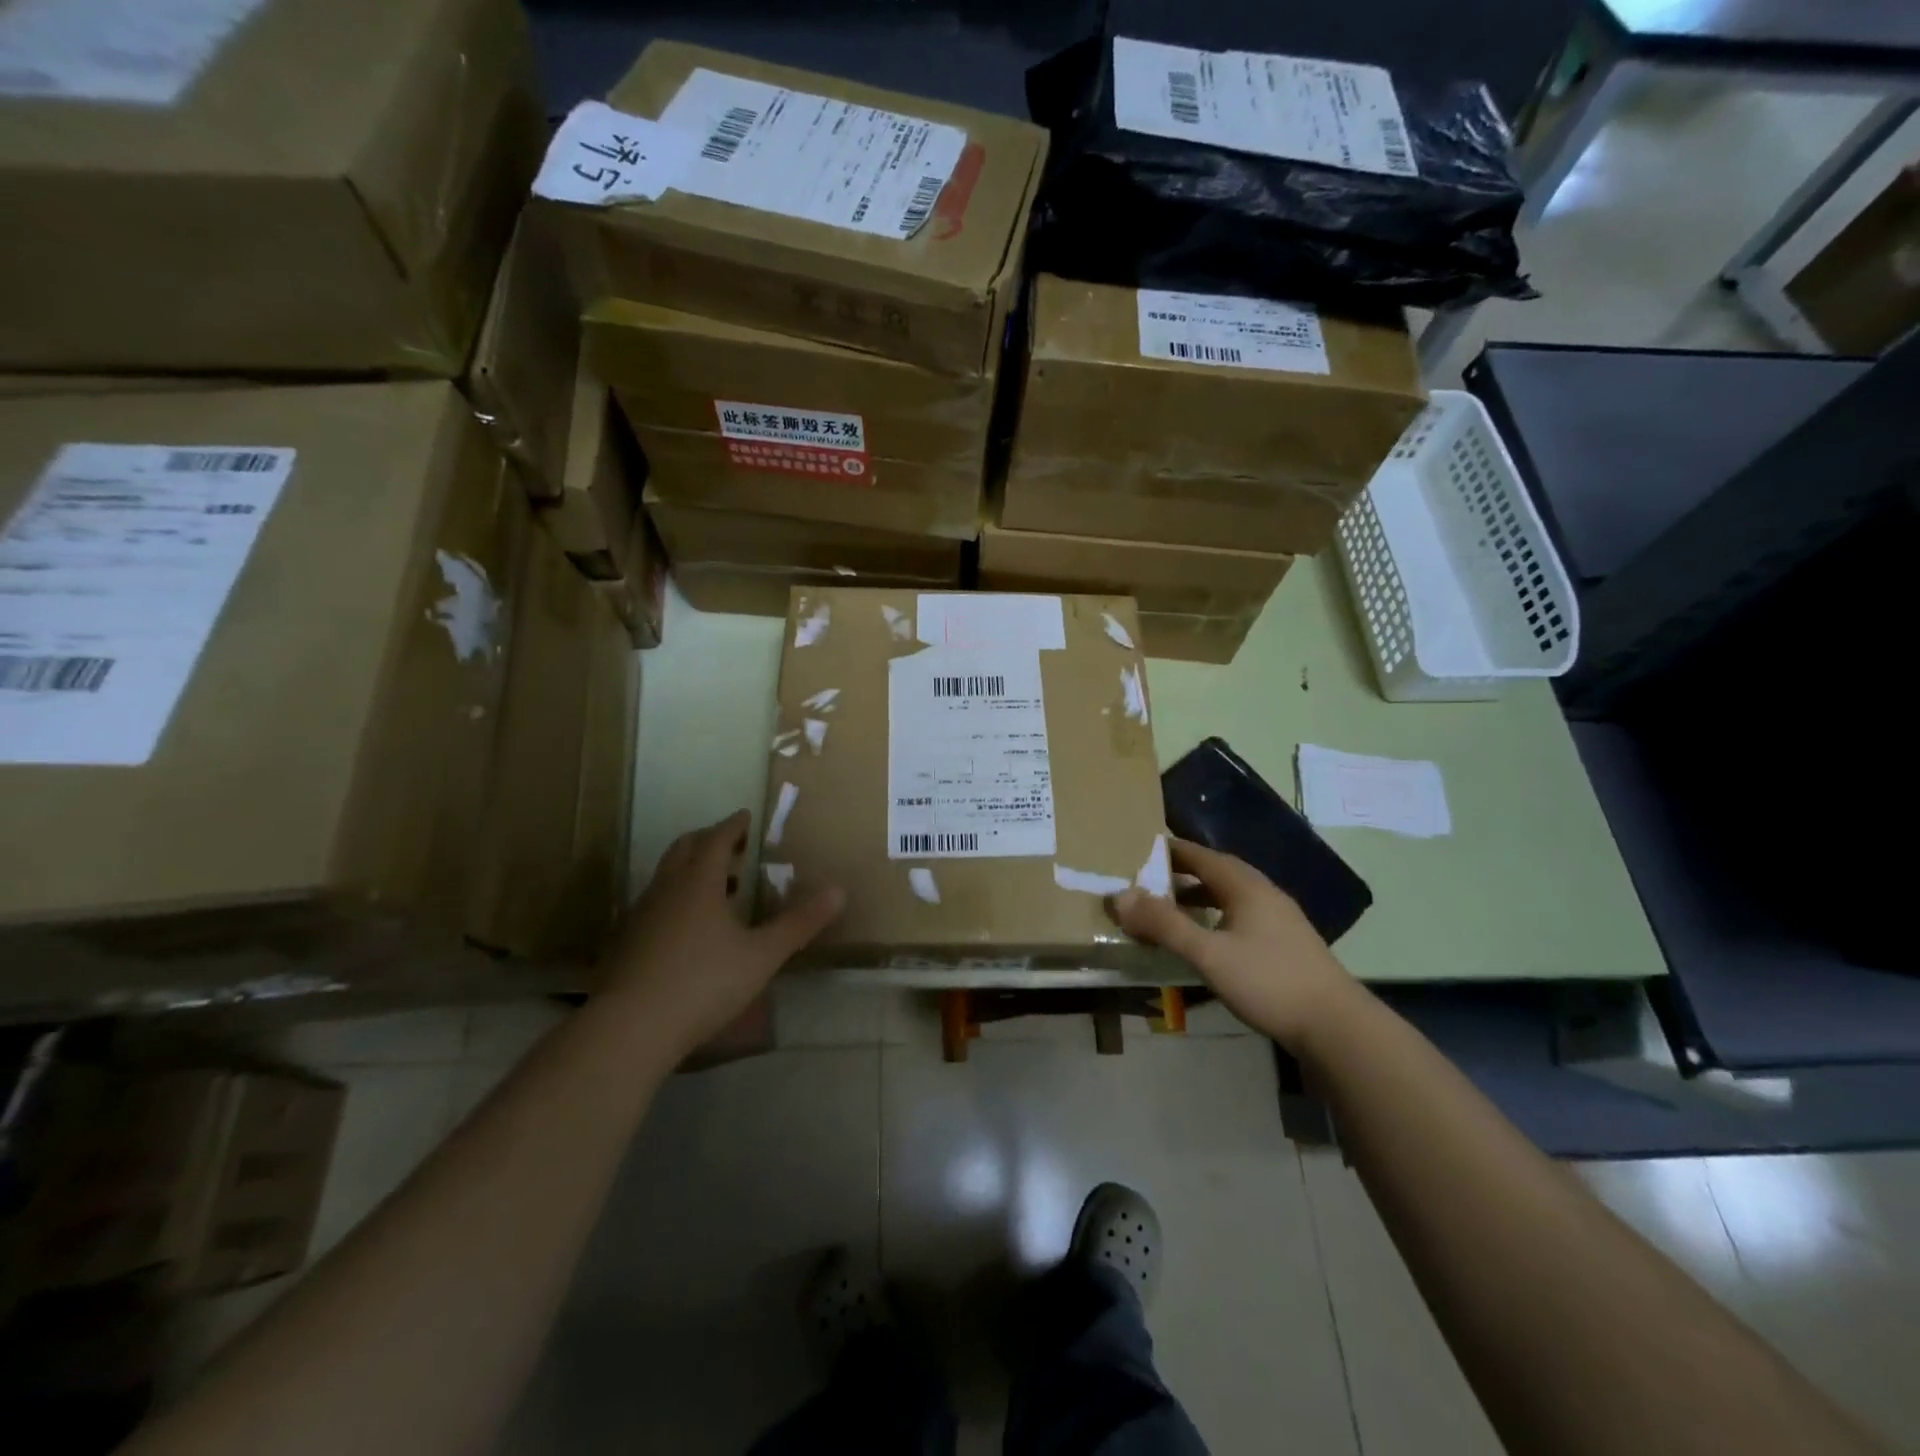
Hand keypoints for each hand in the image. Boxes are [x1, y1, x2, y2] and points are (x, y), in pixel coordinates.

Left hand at [599, 810, 844, 1054]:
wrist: (628, 1029)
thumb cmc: (702, 983)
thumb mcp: (761, 955)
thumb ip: (798, 923)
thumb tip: (839, 891)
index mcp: (699, 882)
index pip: (716, 839)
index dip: (733, 825)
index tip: (746, 816)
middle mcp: (666, 889)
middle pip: (684, 848)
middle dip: (709, 840)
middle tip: (733, 845)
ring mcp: (641, 915)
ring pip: (667, 876)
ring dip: (692, 870)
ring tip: (719, 887)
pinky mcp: (626, 942)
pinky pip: (656, 903)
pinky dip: (677, 898)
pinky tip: (690, 929)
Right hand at [1109, 838, 1358, 1050]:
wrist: (1337, 1026)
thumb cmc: (1269, 982)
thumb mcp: (1209, 953)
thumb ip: (1164, 925)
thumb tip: (1119, 896)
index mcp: (1246, 887)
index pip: (1202, 856)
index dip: (1171, 850)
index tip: (1141, 849)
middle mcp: (1264, 895)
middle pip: (1218, 872)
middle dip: (1183, 872)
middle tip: (1150, 879)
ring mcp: (1280, 920)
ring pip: (1231, 896)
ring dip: (1200, 896)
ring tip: (1172, 909)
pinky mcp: (1286, 944)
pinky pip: (1241, 916)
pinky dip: (1216, 916)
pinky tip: (1208, 939)